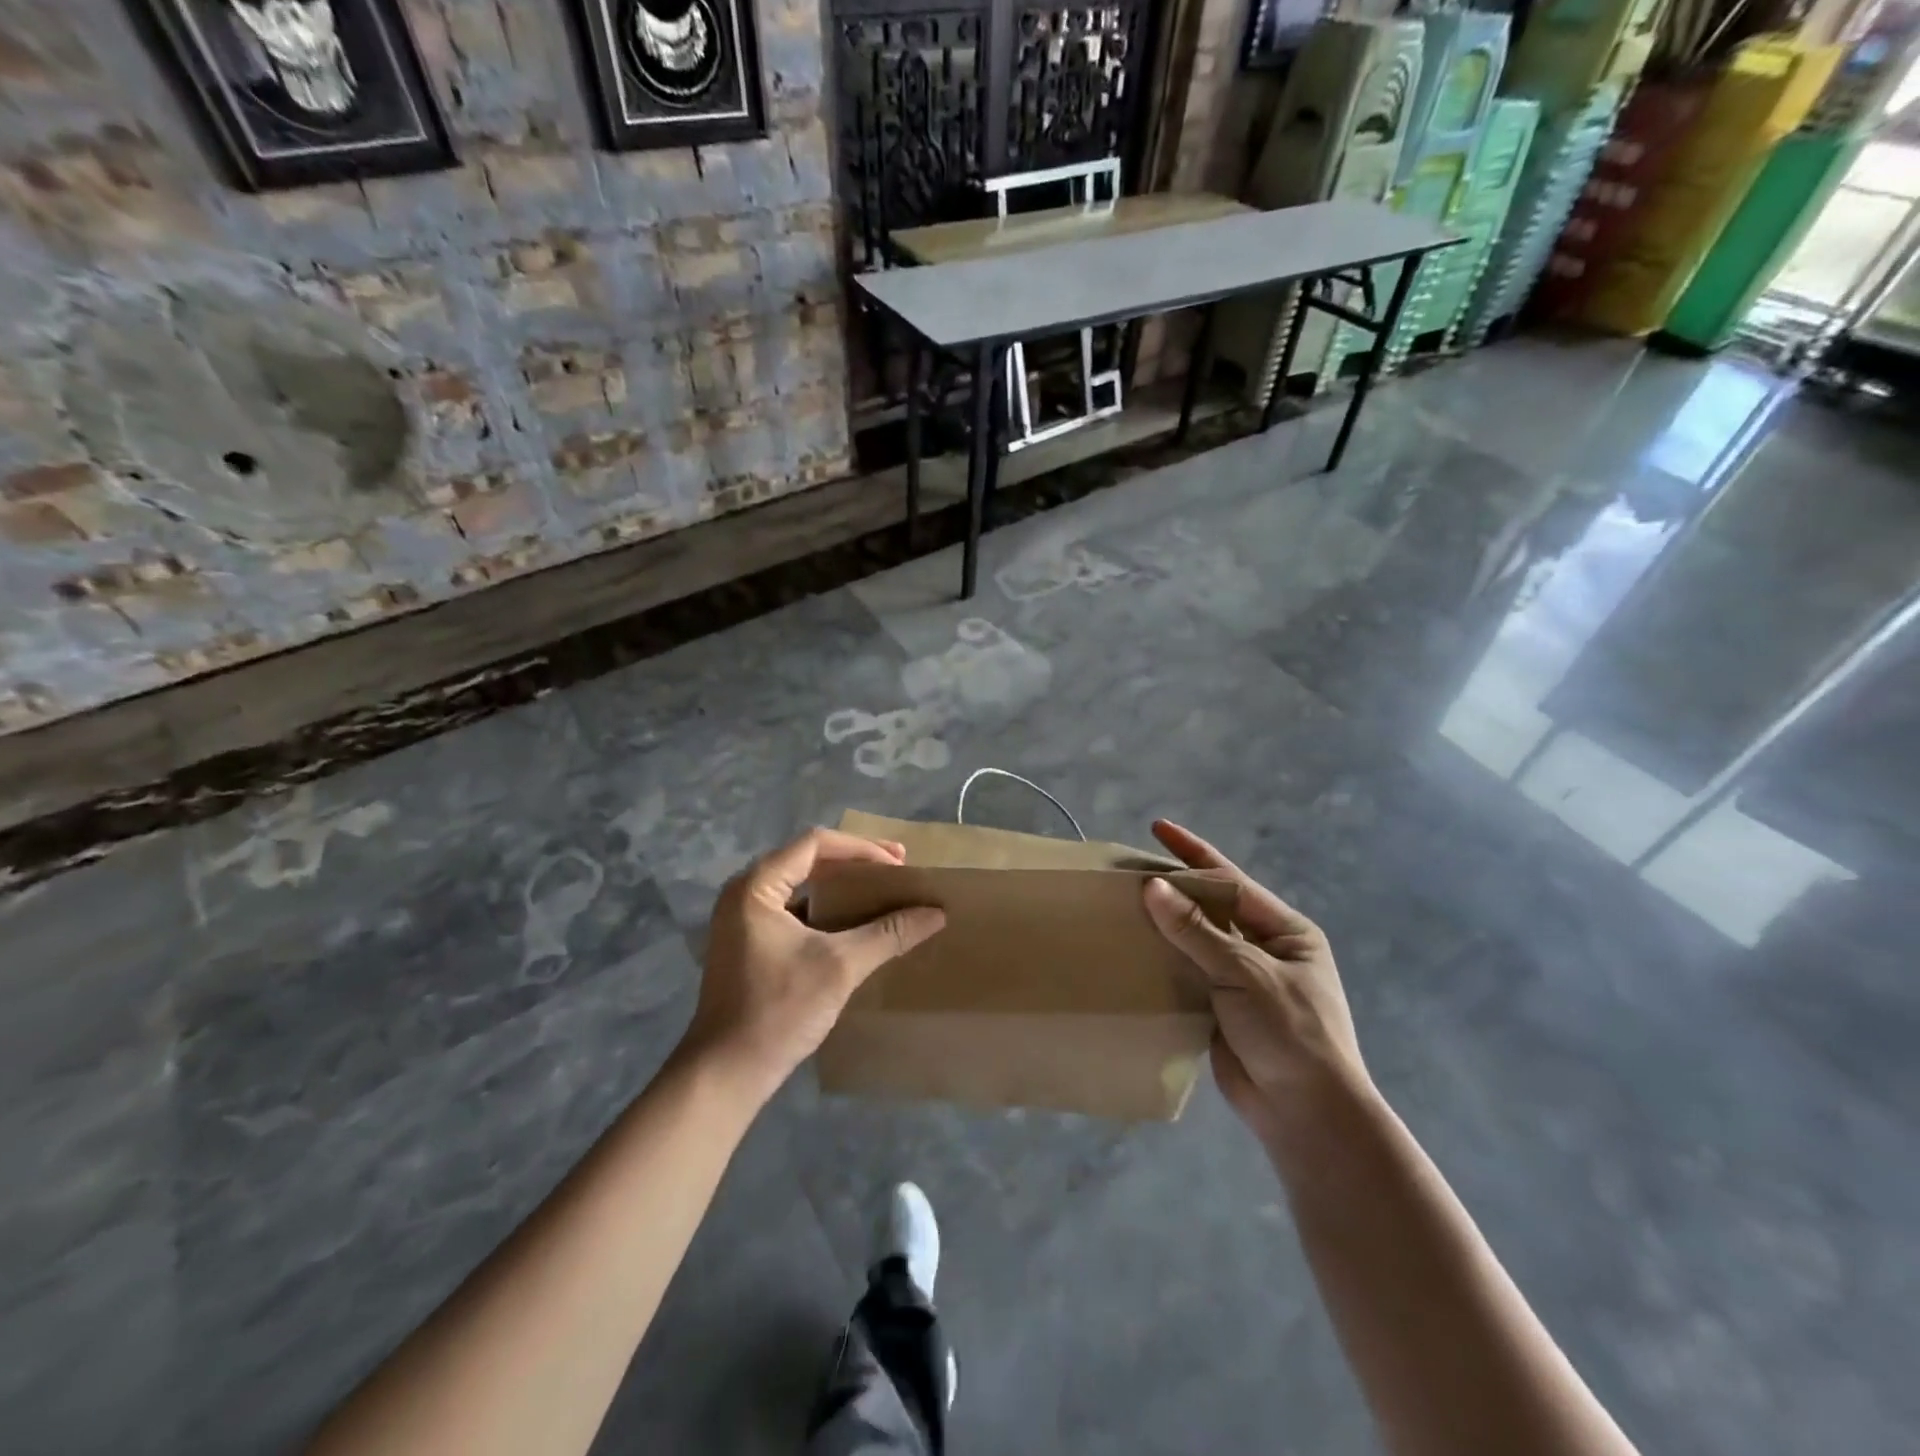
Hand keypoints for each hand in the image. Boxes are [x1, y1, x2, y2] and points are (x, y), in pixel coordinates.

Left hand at [681, 828, 945, 1102]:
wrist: (726, 1073)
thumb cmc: (779, 1009)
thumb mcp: (841, 967)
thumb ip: (889, 934)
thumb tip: (936, 913)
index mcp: (756, 886)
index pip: (815, 844)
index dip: (862, 848)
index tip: (898, 863)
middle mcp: (744, 893)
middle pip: (807, 859)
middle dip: (855, 863)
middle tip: (897, 870)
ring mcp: (742, 920)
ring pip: (801, 885)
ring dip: (842, 887)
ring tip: (881, 893)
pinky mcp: (748, 944)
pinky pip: (793, 910)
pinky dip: (826, 910)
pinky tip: (854, 925)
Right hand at [1142, 820, 1368, 1145]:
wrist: (1307, 1116)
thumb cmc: (1290, 1033)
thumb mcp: (1246, 974)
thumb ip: (1197, 931)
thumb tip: (1152, 887)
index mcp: (1285, 931)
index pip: (1231, 881)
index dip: (1193, 853)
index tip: (1158, 828)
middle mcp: (1263, 950)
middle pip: (1210, 909)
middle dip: (1173, 890)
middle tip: (1127, 872)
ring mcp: (1241, 982)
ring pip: (1194, 943)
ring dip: (1162, 927)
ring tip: (1119, 906)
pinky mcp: (1220, 1010)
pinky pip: (1186, 975)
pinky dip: (1161, 963)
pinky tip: (1130, 952)